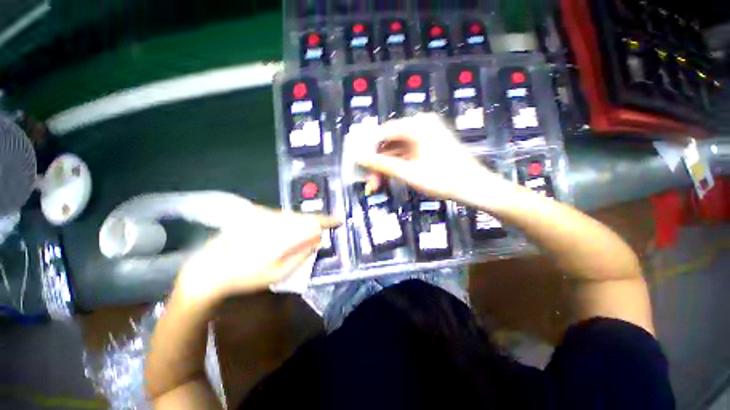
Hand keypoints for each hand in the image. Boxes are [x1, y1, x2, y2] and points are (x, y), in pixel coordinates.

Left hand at [176, 205, 337, 304]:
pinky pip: (281, 217)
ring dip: (302, 224)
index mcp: (282, 233)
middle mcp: (275, 220)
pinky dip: (290, 223)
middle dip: (315, 223)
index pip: (311, 222)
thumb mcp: (278, 272)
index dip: (327, 220)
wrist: (210, 269)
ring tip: (307, 234)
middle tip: (323, 231)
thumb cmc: (245, 276)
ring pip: (292, 216)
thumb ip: (300, 255)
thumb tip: (318, 241)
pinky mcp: (256, 217)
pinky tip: (287, 233)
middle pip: (303, 217)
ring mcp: (265, 217)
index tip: (339, 220)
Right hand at [357, 114, 509, 204]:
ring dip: (386, 167)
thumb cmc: (442, 179)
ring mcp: (425, 135)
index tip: (359, 166)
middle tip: (369, 182)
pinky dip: (397, 166)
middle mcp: (420, 125)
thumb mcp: (408, 173)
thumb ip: (381, 164)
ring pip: (397, 150)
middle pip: (389, 143)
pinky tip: (390, 179)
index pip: (382, 132)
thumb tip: (359, 158)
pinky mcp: (428, 145)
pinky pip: (406, 154)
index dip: (368, 150)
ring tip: (376, 185)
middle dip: (377, 164)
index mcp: (416, 125)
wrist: (474, 187)